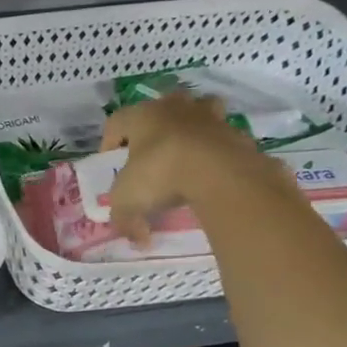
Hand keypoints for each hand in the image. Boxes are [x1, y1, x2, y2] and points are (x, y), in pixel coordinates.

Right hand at [100, 92, 282, 243]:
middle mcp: (175, 108)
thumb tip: (137, 239)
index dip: (109, 143)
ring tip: (186, 154)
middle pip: (161, 108)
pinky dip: (216, 150)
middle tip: (151, 153)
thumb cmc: (161, 174)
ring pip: (198, 112)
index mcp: (142, 115)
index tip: (111, 164)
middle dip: (155, 127)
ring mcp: (209, 117)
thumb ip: (125, 220)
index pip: (116, 122)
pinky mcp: (237, 132)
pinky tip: (211, 173)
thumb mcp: (128, 202)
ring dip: (191, 128)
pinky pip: (221, 138)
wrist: (219, 172)